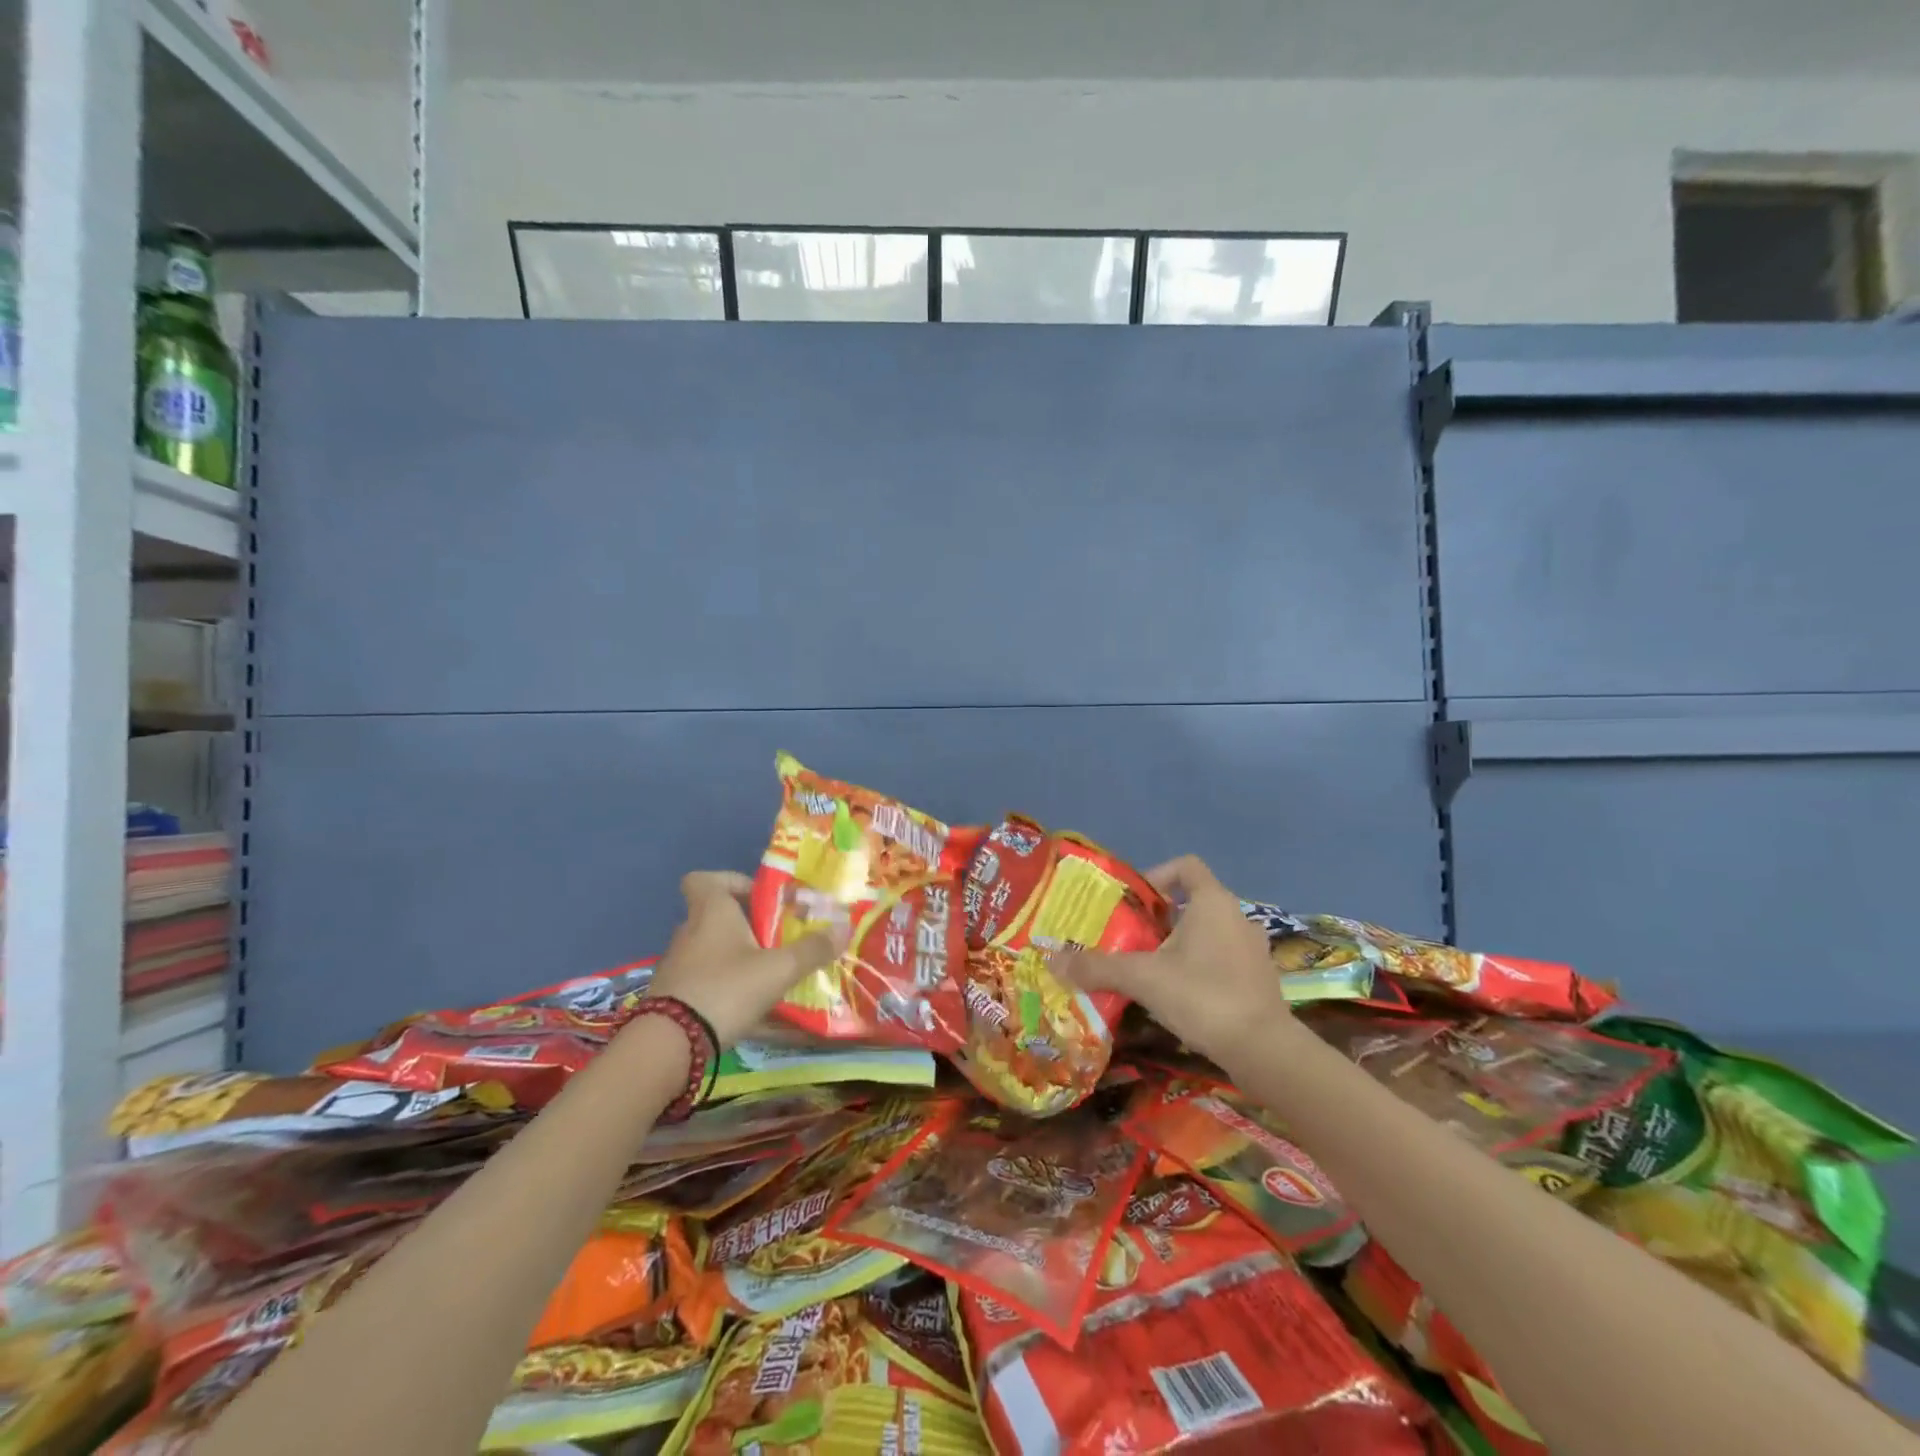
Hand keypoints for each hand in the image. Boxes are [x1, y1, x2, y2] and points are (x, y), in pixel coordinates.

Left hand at [646, 872, 846, 1048]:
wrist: (668, 1046)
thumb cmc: (726, 989)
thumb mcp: (778, 970)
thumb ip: (812, 949)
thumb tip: (845, 927)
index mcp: (710, 911)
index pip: (704, 879)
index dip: (730, 882)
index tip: (759, 898)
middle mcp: (689, 931)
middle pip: (716, 916)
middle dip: (748, 925)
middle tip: (779, 940)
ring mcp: (678, 965)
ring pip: (712, 950)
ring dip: (738, 958)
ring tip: (770, 976)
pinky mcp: (672, 996)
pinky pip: (705, 981)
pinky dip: (726, 988)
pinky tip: (750, 1009)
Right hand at [1056, 855, 1290, 1067]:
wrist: (1264, 1051)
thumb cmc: (1203, 996)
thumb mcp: (1142, 978)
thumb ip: (1097, 967)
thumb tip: (1051, 960)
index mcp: (1213, 902)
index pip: (1186, 866)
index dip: (1157, 875)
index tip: (1135, 902)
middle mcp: (1238, 917)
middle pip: (1193, 902)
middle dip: (1160, 918)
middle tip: (1131, 939)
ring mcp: (1253, 950)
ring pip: (1209, 933)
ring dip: (1180, 945)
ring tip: (1150, 969)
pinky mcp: (1260, 980)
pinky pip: (1223, 959)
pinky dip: (1200, 968)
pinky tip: (1179, 996)